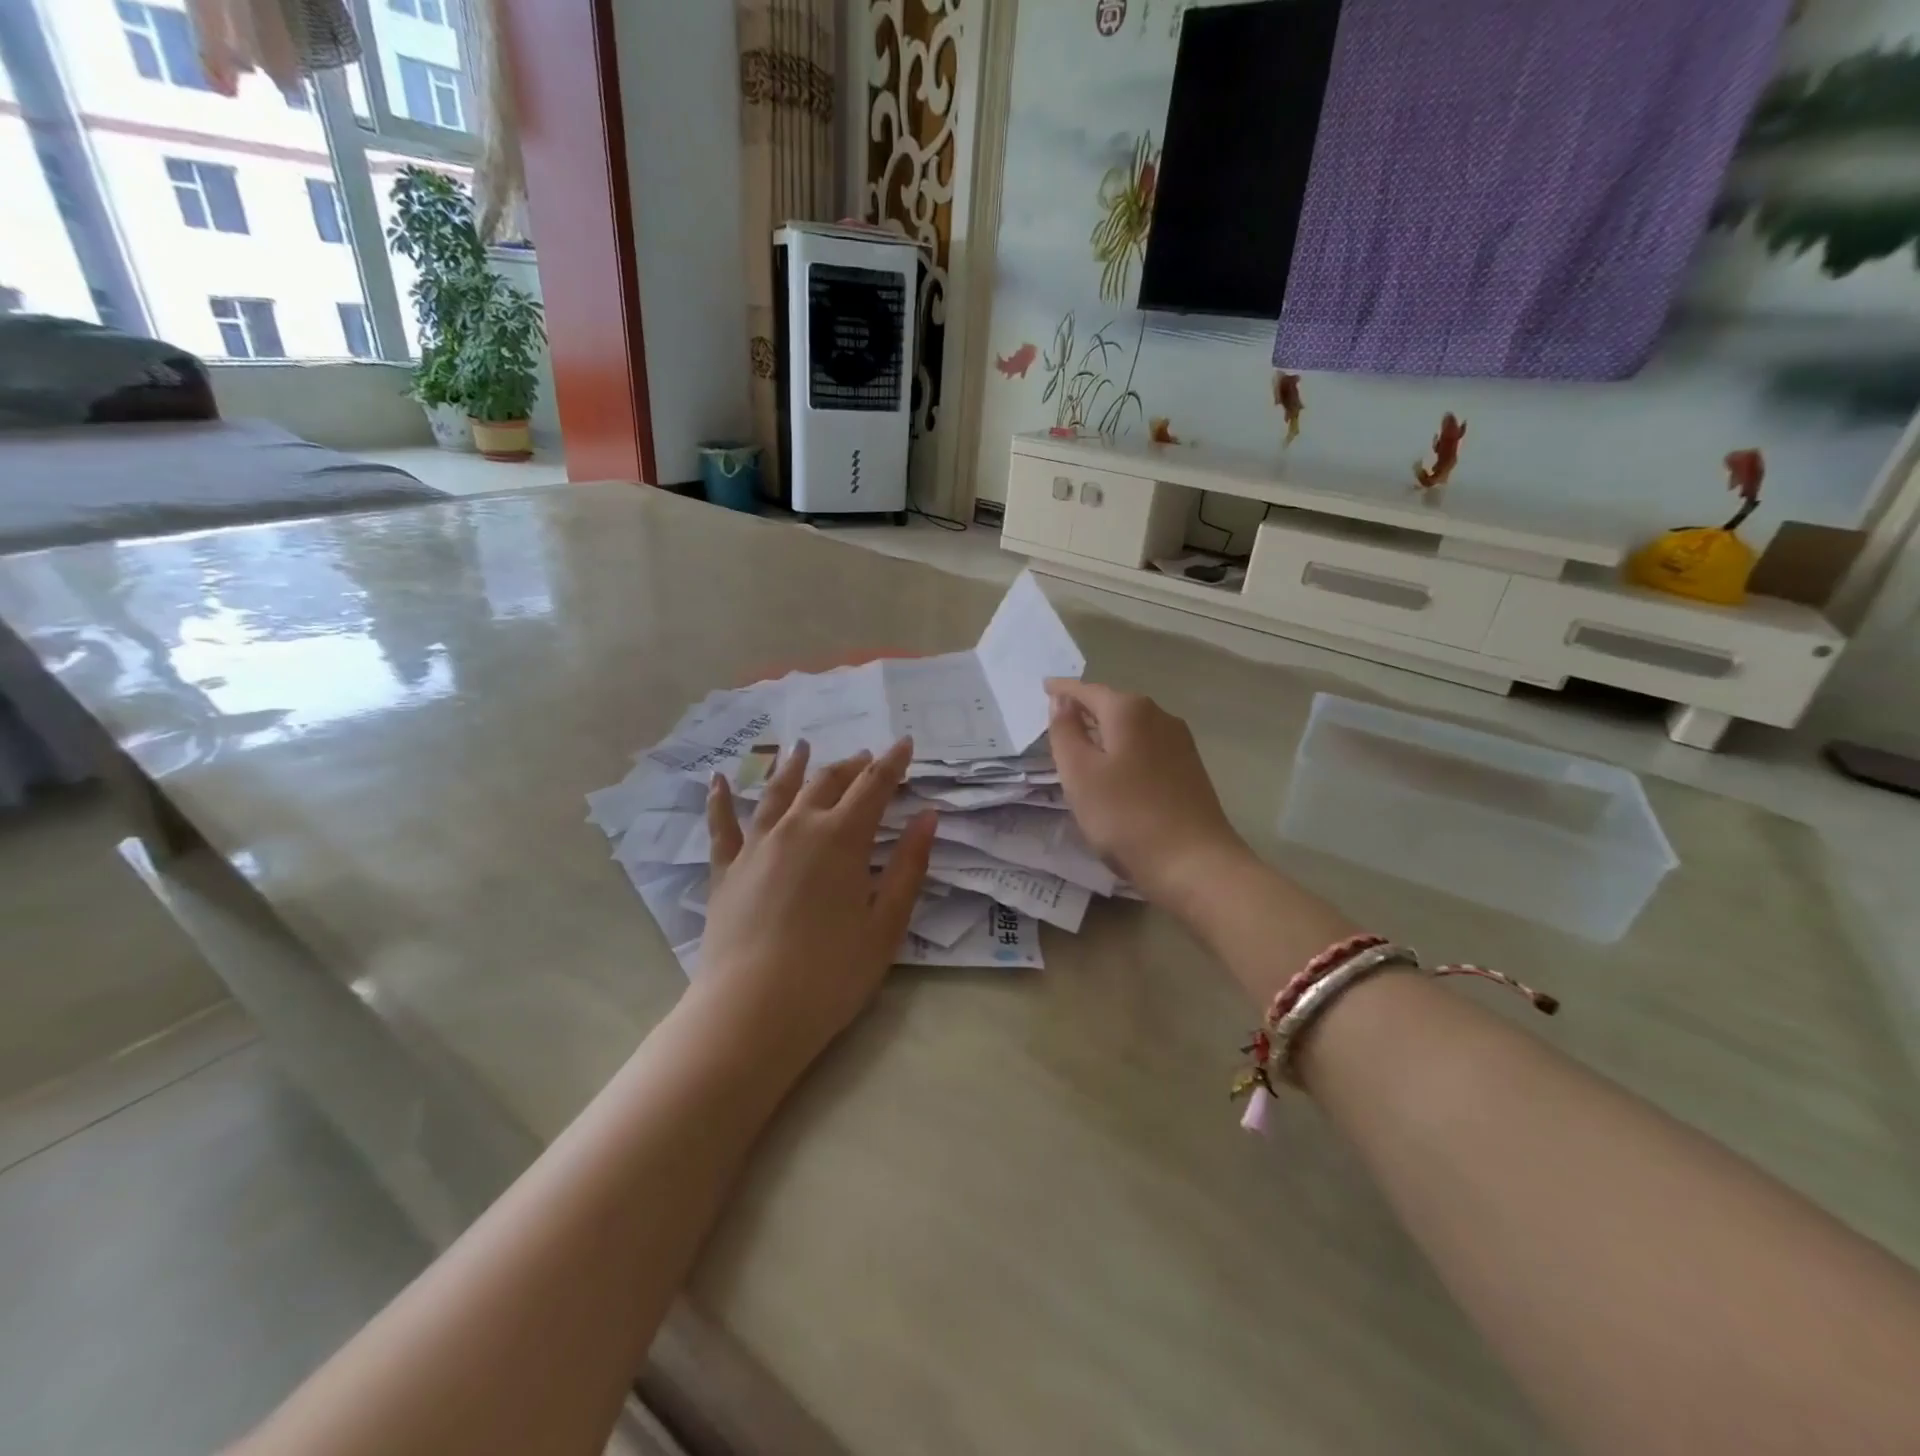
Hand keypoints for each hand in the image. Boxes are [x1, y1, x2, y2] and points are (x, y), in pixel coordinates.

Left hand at [696, 737, 937, 1067]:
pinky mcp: (725, 870)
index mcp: (841, 838)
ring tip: (801, 747)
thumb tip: (928, 817)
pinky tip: (717, 779)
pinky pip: (721, 825)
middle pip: (827, 782)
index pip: (873, 786)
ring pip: (777, 792)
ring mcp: (756, 845)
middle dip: (851, 766)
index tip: (904, 743)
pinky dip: (720, 798)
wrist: (752, 1012)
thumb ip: (909, 866)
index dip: (892, 762)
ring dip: (794, 766)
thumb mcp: (886, 924)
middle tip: (865, 758)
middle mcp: (797, 827)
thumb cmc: (832, 973)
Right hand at [1045, 680, 1252, 908]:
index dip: (1062, 690)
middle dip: (1085, 709)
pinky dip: (1125, 749)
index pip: (1087, 691)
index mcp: (1129, 711)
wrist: (1194, 863)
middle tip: (1058, 718)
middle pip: (1113, 705)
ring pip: (1132, 726)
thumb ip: (1065, 732)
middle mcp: (1159, 716)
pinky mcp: (1189, 768)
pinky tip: (1116, 769)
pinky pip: (1146, 746)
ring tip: (1082, 744)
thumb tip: (1061, 700)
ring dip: (1106, 731)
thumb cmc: (1126, 816)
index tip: (1043, 686)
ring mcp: (1179, 742)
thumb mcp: (1080, 774)